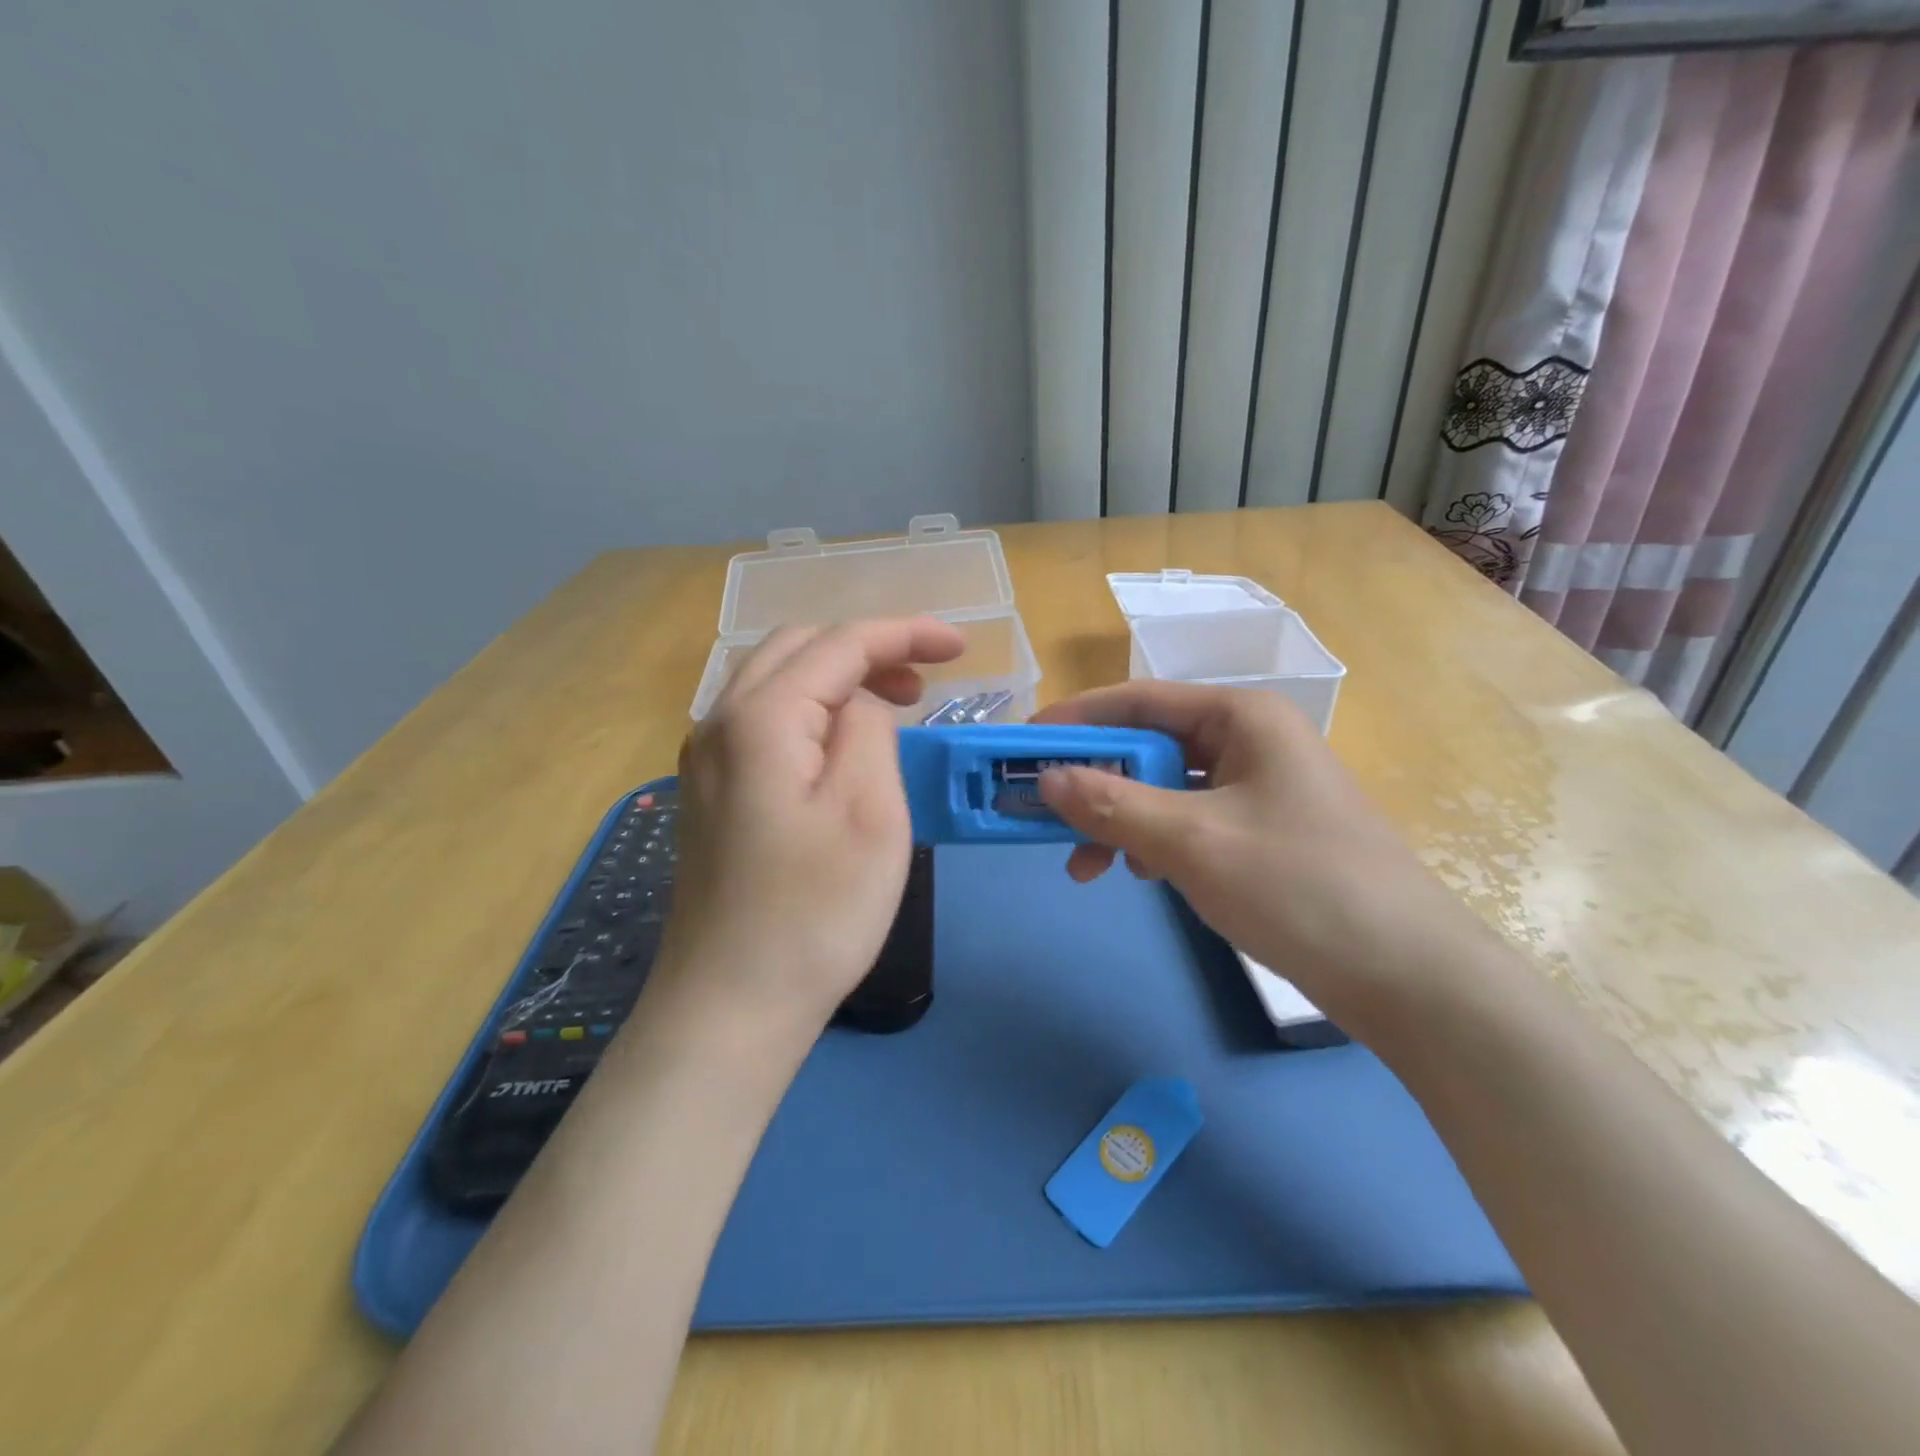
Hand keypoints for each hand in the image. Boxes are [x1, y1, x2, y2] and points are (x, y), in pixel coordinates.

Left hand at [655, 617, 964, 1037]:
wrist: (731, 1005)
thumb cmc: (814, 913)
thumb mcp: (869, 812)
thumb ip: (869, 730)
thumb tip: (861, 704)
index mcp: (761, 717)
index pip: (840, 643)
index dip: (905, 634)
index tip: (961, 647)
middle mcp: (719, 722)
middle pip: (800, 649)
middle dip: (869, 650)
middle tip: (926, 683)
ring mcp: (706, 759)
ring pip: (777, 681)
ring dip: (839, 677)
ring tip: (894, 705)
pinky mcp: (710, 793)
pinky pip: (763, 720)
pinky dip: (812, 709)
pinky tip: (841, 744)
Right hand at [1032, 682, 1499, 1041]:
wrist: (1406, 977)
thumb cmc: (1297, 887)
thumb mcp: (1190, 841)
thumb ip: (1111, 804)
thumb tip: (1045, 778)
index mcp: (1242, 717)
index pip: (1138, 700)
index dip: (1075, 720)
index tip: (1023, 745)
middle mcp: (1251, 739)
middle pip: (1149, 745)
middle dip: (1096, 782)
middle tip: (1044, 815)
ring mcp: (1260, 787)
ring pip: (1166, 788)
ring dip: (1120, 819)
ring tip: (1086, 864)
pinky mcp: (1264, 831)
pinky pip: (1190, 820)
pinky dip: (1155, 841)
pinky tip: (1138, 873)